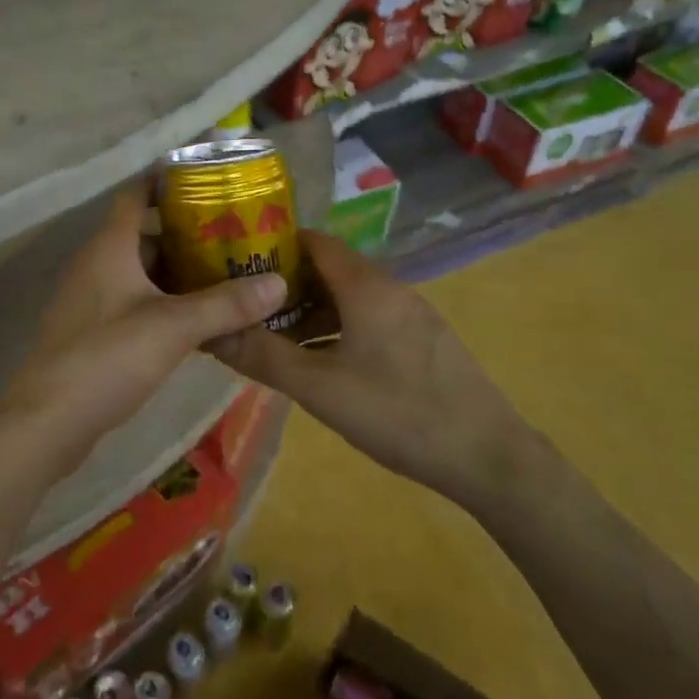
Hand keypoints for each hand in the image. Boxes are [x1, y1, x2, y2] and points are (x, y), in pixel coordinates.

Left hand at [0, 185, 287, 461]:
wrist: (48, 420)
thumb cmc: (108, 357)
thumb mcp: (174, 327)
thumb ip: (226, 304)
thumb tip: (279, 282)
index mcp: (109, 247)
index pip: (136, 195)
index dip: (167, 183)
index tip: (208, 183)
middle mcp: (96, 265)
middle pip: (144, 236)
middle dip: (187, 236)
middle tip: (234, 239)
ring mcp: (90, 301)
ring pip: (140, 274)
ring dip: (177, 275)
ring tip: (225, 278)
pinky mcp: (91, 333)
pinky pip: (133, 304)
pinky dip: (163, 305)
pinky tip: (195, 323)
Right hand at [209, 231, 536, 505]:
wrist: (488, 456)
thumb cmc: (398, 413)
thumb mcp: (319, 388)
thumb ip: (263, 357)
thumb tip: (209, 334)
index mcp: (366, 287)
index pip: (314, 242)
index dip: (273, 245)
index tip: (236, 261)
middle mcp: (391, 289)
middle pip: (330, 269)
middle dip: (286, 284)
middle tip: (245, 306)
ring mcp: (412, 315)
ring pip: (350, 298)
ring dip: (311, 311)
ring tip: (273, 337)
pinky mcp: (423, 341)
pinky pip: (369, 319)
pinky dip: (337, 328)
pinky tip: (320, 362)